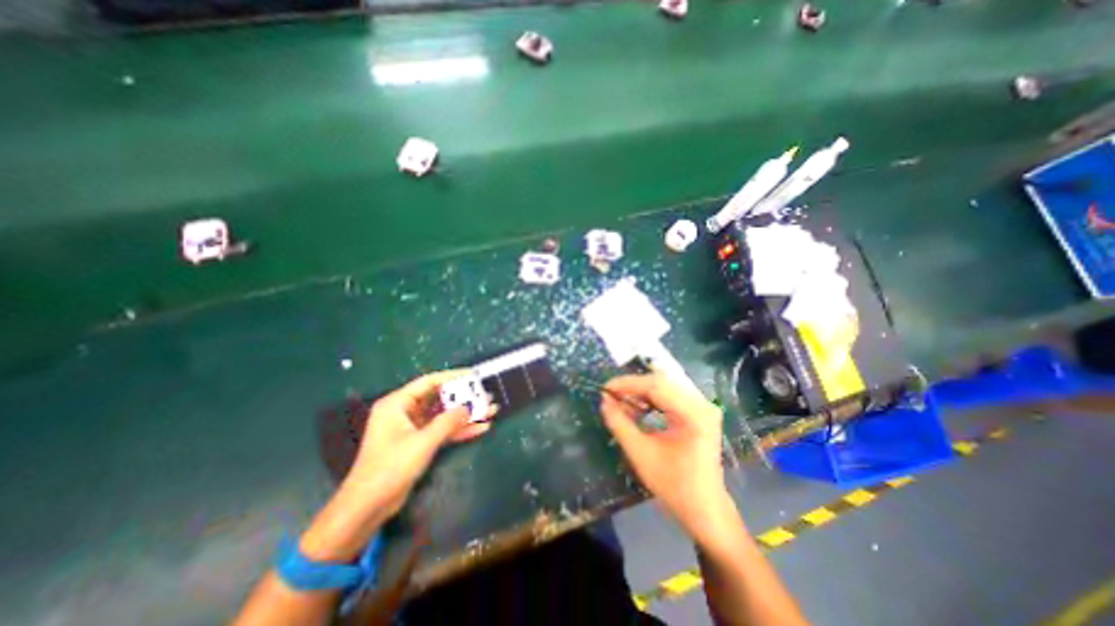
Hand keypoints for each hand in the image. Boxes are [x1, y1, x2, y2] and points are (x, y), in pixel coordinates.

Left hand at [348, 371, 494, 516]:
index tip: (473, 375)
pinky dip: (459, 430)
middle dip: (464, 398)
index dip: (453, 376)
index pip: (429, 382)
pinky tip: (480, 428)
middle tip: (485, 395)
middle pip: (440, 398)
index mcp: (398, 404)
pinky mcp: (419, 442)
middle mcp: (405, 411)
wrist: (367, 507)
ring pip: (444, 415)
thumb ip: (448, 422)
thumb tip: (469, 407)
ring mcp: (413, 428)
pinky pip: (442, 430)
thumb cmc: (390, 468)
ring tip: (490, 411)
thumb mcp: (422, 442)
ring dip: (466, 415)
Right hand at [602, 374, 732, 539]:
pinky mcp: (699, 412)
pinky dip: (651, 399)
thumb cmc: (673, 486)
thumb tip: (604, 400)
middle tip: (611, 395)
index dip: (628, 384)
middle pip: (662, 382)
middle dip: (633, 386)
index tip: (605, 388)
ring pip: (665, 386)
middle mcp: (702, 404)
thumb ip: (619, 423)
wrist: (705, 510)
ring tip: (621, 401)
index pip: (656, 386)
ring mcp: (703, 407)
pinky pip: (671, 395)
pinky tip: (638, 407)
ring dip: (641, 392)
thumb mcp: (640, 454)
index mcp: (694, 414)